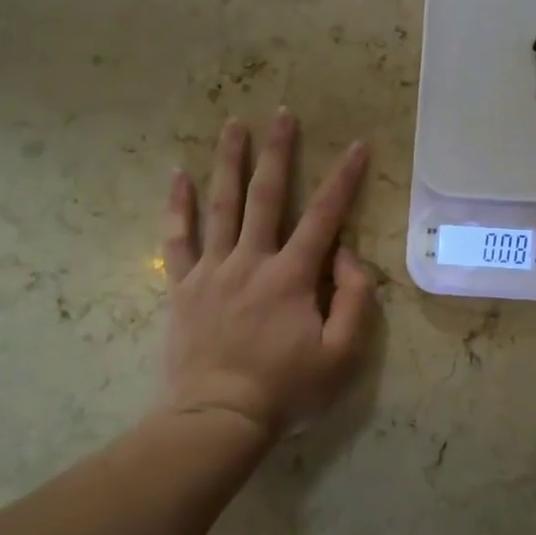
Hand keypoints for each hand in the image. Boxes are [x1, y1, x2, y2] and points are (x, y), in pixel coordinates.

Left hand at [159, 111, 375, 436]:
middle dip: (277, 151)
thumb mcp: (342, 354)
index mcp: (292, 276)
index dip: (344, 179)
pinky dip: (177, 206)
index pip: (324, 216)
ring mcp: (212, 271)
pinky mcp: (184, 287)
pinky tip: (178, 175)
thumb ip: (354, 300)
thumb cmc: (285, 389)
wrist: (216, 420)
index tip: (357, 146)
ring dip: (228, 162)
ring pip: (221, 205)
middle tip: (282, 114)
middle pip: (266, 195)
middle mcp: (251, 261)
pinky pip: (177, 239)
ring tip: (232, 124)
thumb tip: (347, 257)